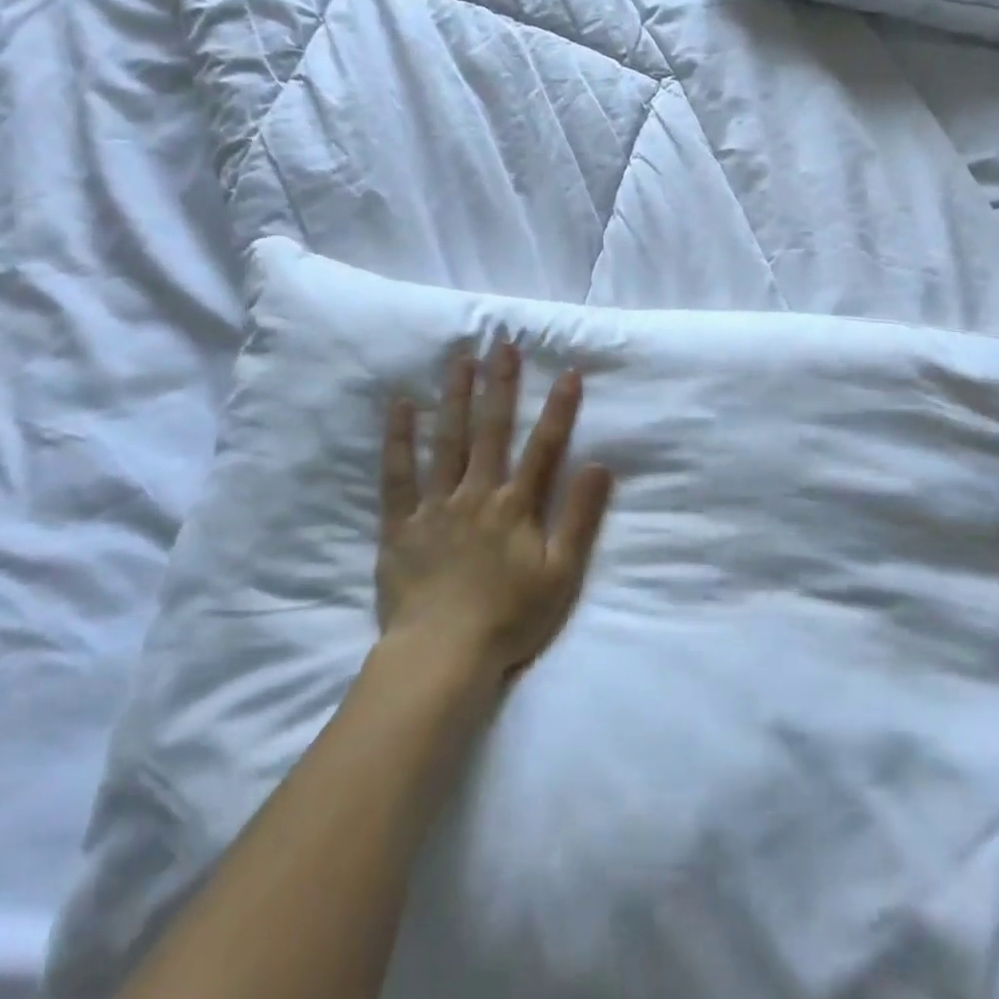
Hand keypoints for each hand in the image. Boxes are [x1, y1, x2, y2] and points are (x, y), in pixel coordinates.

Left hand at [379, 343, 612, 684]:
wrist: (443, 655)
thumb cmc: (509, 618)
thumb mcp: (561, 574)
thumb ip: (580, 518)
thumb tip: (600, 465)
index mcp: (516, 507)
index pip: (544, 448)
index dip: (558, 409)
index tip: (567, 371)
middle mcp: (477, 494)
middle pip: (491, 431)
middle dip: (500, 385)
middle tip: (502, 343)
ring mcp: (436, 506)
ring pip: (446, 441)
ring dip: (455, 397)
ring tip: (459, 358)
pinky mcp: (401, 524)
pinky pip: (397, 475)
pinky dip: (398, 439)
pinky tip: (401, 406)